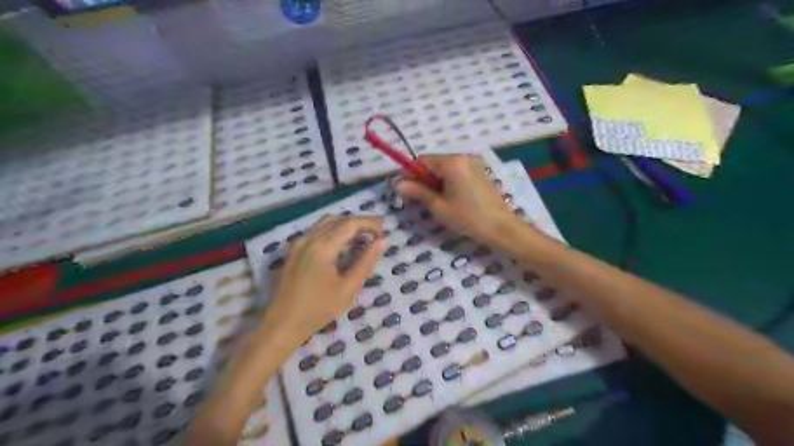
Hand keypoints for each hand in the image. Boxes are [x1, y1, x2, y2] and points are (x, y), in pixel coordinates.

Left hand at [265, 216, 385, 348]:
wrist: (281, 325)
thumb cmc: (318, 309)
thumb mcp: (348, 288)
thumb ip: (366, 262)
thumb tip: (382, 241)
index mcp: (323, 246)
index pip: (350, 223)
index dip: (369, 223)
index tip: (384, 230)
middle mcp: (309, 239)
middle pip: (338, 220)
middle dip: (359, 222)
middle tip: (377, 232)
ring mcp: (298, 244)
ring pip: (326, 223)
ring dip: (345, 225)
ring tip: (361, 236)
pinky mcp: (293, 251)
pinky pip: (316, 232)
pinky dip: (333, 231)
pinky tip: (340, 245)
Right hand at [396, 155, 522, 245]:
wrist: (501, 227)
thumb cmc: (467, 217)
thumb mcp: (439, 206)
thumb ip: (418, 192)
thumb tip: (398, 185)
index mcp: (452, 163)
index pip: (422, 160)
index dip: (410, 173)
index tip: (405, 189)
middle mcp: (463, 157)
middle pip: (434, 162)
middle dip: (423, 178)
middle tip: (420, 199)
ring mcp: (473, 163)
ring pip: (445, 168)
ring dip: (435, 180)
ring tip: (436, 201)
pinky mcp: (479, 172)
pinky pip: (457, 171)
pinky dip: (448, 181)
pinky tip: (450, 198)